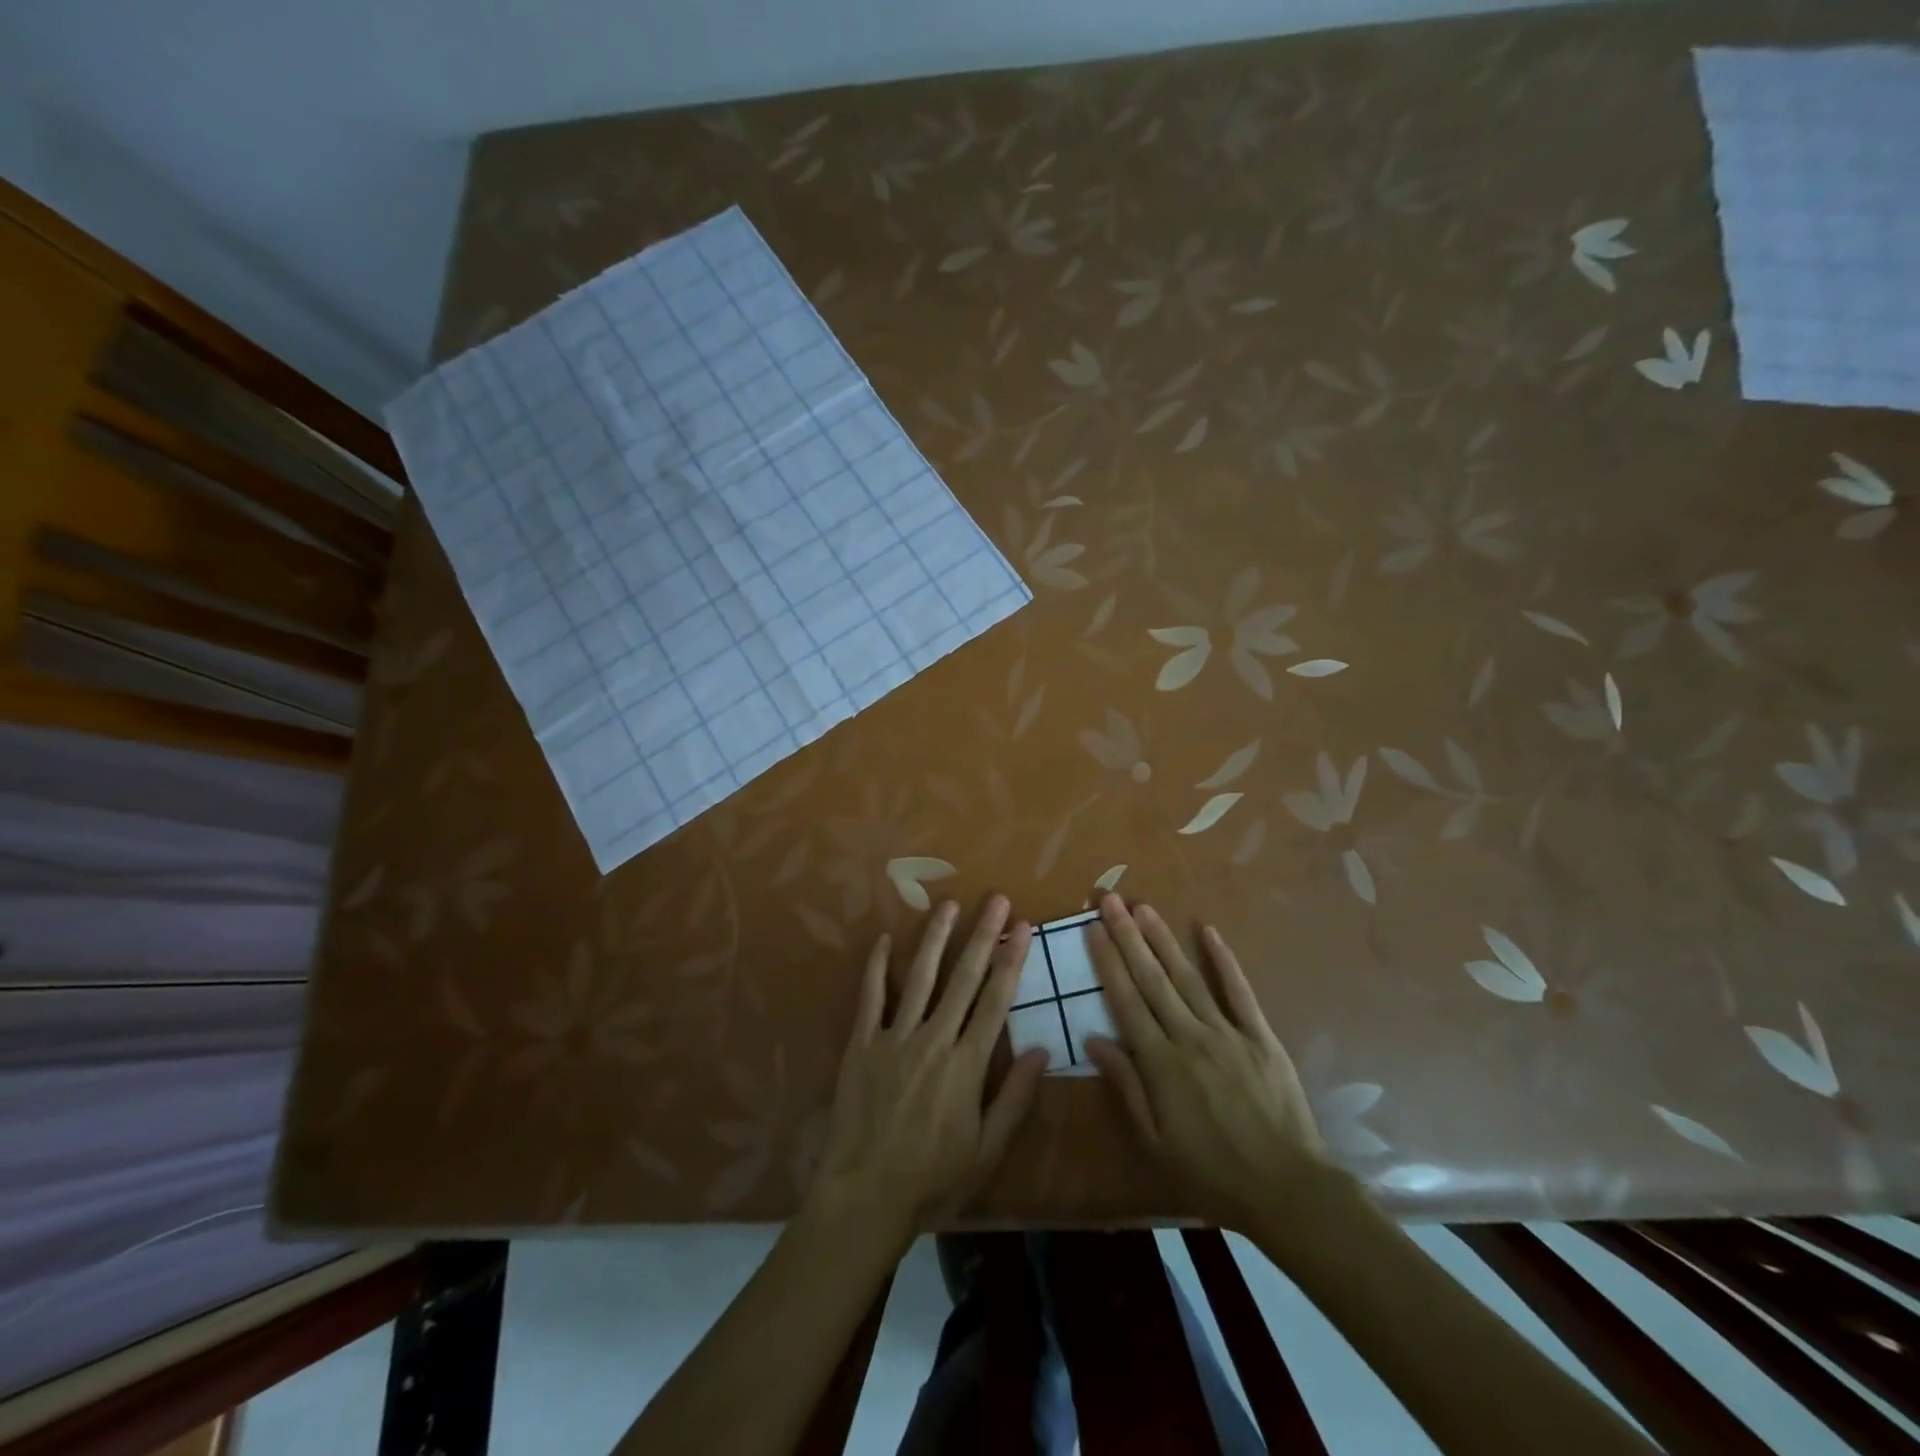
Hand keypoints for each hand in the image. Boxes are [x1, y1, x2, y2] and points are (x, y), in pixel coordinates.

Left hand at [809, 896, 1048, 1244]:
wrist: (865, 1195)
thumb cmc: (933, 1179)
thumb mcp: (986, 1150)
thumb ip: (1014, 1097)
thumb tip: (1043, 1049)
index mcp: (967, 1064)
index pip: (995, 1001)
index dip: (1011, 961)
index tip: (1023, 927)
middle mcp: (934, 1039)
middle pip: (963, 978)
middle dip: (982, 935)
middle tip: (996, 899)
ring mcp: (894, 1037)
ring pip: (921, 977)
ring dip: (937, 938)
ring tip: (949, 904)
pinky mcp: (862, 1044)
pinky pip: (871, 997)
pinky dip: (878, 967)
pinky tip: (886, 939)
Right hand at [1083, 894, 1337, 1236]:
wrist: (1287, 1190)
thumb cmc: (1211, 1172)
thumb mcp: (1156, 1141)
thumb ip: (1126, 1085)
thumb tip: (1095, 1039)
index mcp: (1161, 1062)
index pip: (1126, 1000)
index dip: (1107, 962)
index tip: (1093, 929)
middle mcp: (1190, 1036)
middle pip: (1152, 978)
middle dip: (1128, 936)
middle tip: (1110, 900)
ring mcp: (1228, 1032)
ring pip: (1188, 977)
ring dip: (1163, 939)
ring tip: (1144, 908)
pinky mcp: (1261, 1036)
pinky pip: (1239, 992)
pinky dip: (1224, 960)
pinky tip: (1208, 931)